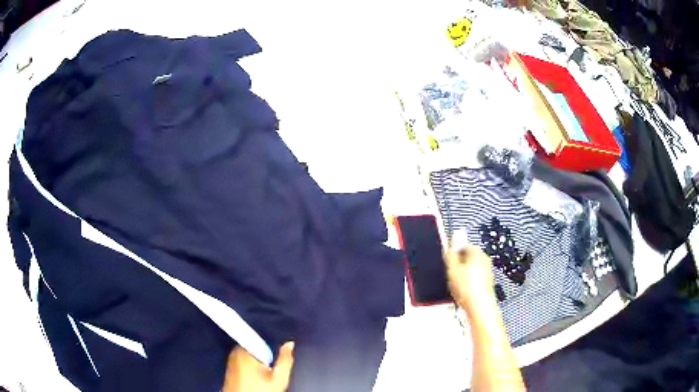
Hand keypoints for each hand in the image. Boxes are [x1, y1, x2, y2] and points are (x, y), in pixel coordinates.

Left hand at [222, 342, 294, 391]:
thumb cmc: (259, 391)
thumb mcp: (279, 378)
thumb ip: (285, 359)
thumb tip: (289, 344)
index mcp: (244, 351)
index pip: (254, 338)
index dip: (266, 347)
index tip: (271, 357)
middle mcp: (233, 355)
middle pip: (251, 349)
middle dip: (260, 357)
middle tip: (268, 370)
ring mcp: (229, 364)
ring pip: (245, 358)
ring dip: (254, 364)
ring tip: (261, 378)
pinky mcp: (227, 372)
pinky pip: (239, 366)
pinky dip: (247, 371)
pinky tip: (254, 381)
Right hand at [444, 230, 495, 311]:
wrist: (479, 306)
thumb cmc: (467, 288)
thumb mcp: (452, 269)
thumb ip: (450, 254)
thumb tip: (451, 242)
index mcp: (477, 253)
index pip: (464, 245)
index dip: (454, 252)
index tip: (448, 260)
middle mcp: (484, 259)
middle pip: (469, 256)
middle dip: (459, 263)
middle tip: (450, 272)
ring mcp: (487, 271)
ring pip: (472, 267)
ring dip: (464, 273)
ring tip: (456, 284)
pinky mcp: (487, 282)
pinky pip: (476, 277)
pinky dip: (469, 281)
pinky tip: (463, 290)